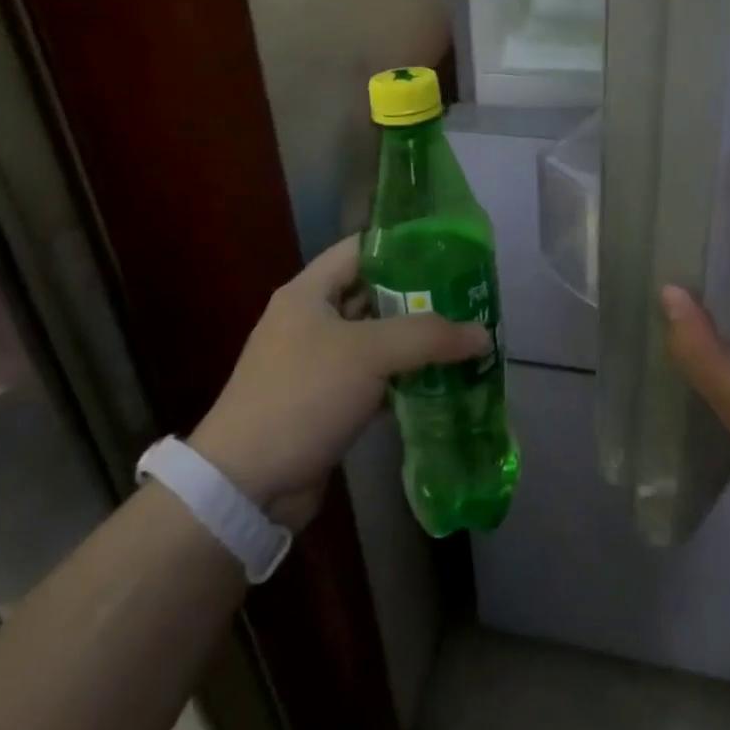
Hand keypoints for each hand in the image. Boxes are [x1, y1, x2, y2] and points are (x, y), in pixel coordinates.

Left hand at [190, 235, 486, 530]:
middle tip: (467, 299)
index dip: (403, 246)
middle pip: (372, 294)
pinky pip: (372, 379)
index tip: (449, 251)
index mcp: (308, 292)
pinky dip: (402, 379)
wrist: (247, 484)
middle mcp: (310, 320)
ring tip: (463, 338)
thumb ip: (428, 337)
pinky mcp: (325, 402)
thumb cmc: (303, 395)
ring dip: (414, 343)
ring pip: (375, 340)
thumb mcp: (368, 353)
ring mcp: (316, 363)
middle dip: (419, 297)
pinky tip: (440, 383)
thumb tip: (482, 334)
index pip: (361, 249)